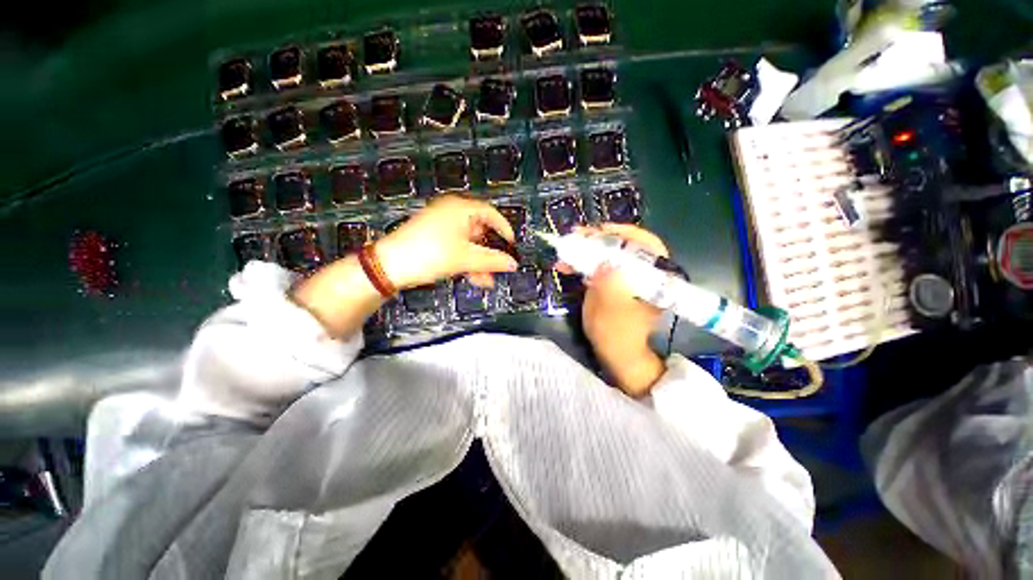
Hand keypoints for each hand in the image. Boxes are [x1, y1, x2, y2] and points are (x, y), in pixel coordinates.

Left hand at [376, 195, 517, 288]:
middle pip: (480, 231)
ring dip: (479, 262)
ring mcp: (442, 226)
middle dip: (490, 253)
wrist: (389, 266)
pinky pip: (458, 248)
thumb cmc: (427, 254)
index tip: (511, 246)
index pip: (491, 214)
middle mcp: (452, 212)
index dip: (504, 230)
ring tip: (485, 280)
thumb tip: (513, 264)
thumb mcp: (465, 258)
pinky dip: (467, 261)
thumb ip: (493, 261)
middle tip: (498, 268)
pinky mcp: (435, 238)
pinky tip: (473, 277)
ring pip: (469, 243)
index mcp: (460, 208)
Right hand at [559, 224, 667, 397]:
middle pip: (625, 246)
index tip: (598, 231)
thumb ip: (608, 285)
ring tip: (567, 250)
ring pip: (611, 255)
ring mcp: (629, 278)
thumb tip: (604, 262)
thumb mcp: (609, 310)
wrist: (618, 355)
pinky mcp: (617, 283)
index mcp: (655, 279)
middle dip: (599, 239)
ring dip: (588, 250)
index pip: (646, 244)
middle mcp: (644, 273)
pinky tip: (570, 265)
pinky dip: (586, 263)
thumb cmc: (616, 335)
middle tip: (576, 236)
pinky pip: (603, 266)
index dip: (622, 233)